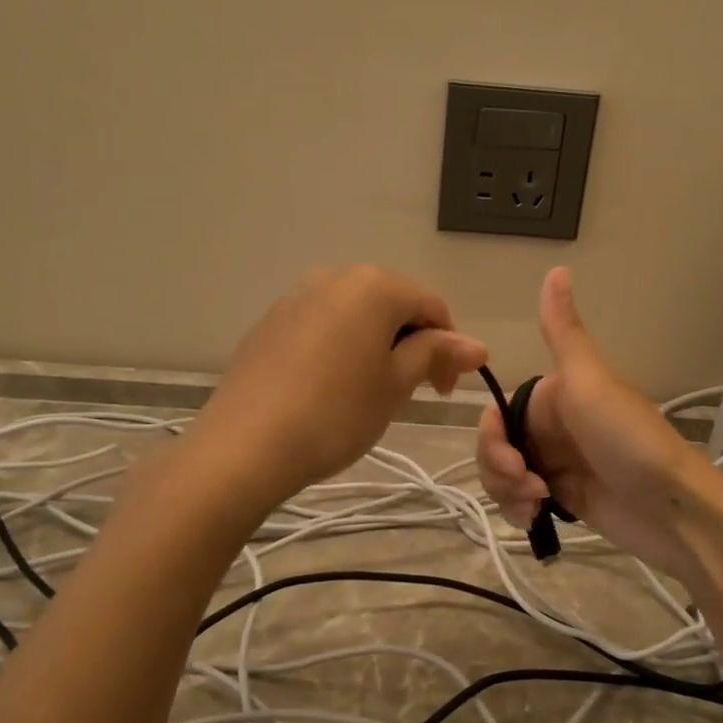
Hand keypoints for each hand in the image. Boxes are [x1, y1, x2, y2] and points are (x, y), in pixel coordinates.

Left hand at [193, 265, 486, 505]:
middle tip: (412, 393)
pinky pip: (321, 327)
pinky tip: (330, 389)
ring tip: (370, 394)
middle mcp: (334, 277)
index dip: (449, 346)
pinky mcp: (269, 324)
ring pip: (354, 316)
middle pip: (392, 305)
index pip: (431, 305)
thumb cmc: (336, 413)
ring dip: (376, 347)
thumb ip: (436, 355)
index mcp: (373, 286)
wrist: (245, 445)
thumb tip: (477, 345)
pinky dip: (340, 349)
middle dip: (412, 344)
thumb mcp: (396, 385)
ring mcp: (295, 298)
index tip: (445, 390)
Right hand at [476, 268, 715, 579]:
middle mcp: (551, 428)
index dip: (492, 437)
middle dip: (498, 470)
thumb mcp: (590, 382)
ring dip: (508, 493)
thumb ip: (563, 332)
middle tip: (529, 486)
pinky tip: (535, 520)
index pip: (497, 414)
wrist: (672, 508)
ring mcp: (556, 465)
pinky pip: (519, 502)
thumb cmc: (628, 440)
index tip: (511, 459)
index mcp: (553, 397)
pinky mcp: (563, 500)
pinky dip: (518, 511)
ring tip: (537, 506)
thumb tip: (557, 268)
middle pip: (495, 447)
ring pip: (502, 476)